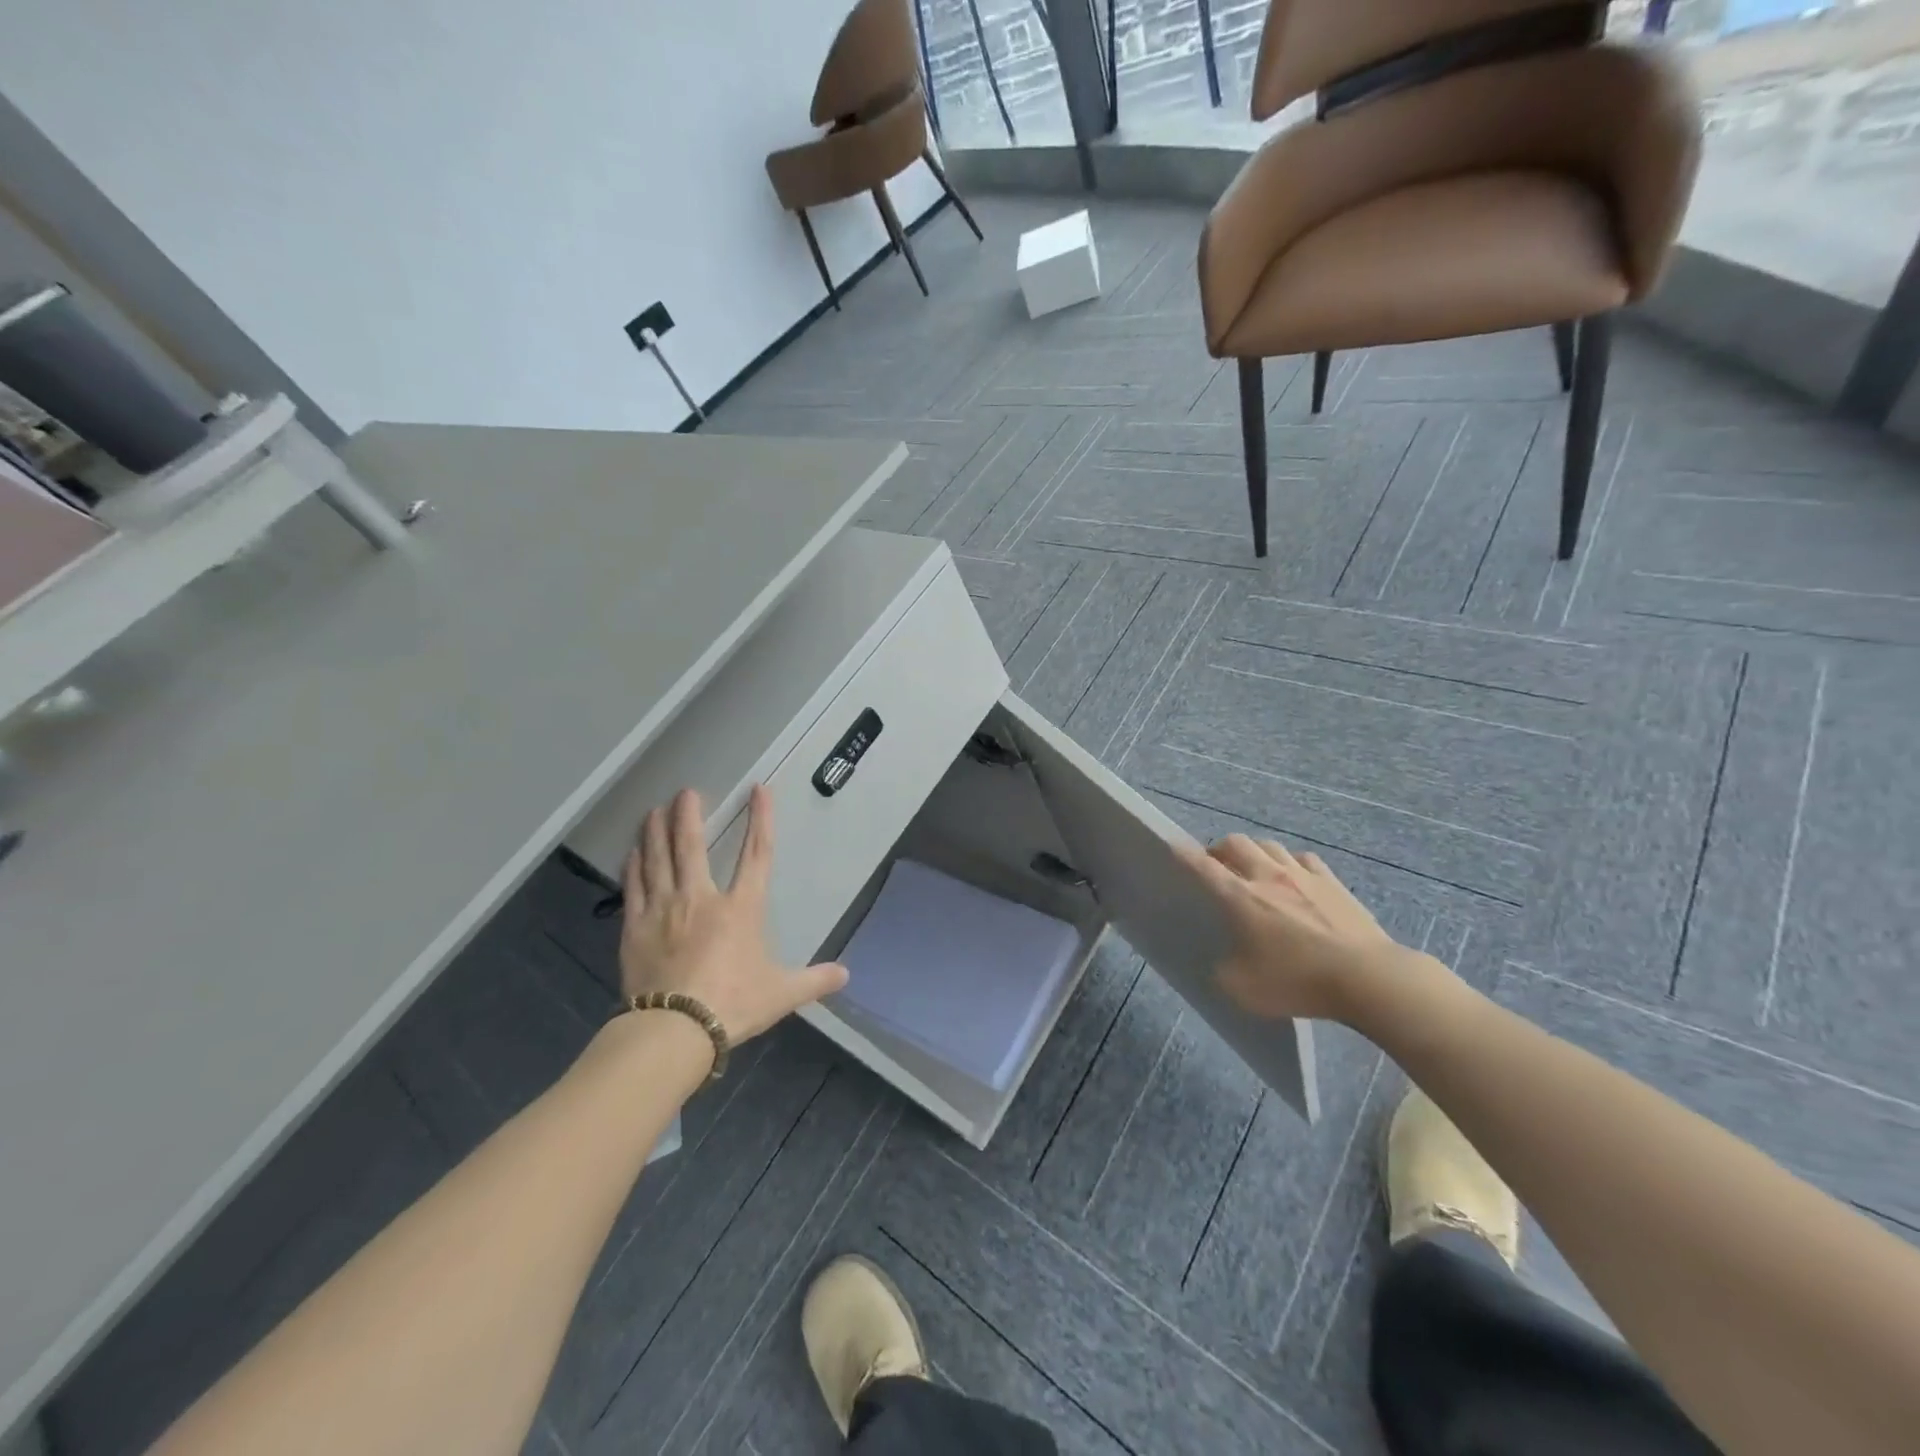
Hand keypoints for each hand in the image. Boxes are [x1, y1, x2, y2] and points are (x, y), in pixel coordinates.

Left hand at [620, 785, 848, 1044]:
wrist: (674, 1029)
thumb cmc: (732, 1004)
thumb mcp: (781, 994)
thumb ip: (814, 980)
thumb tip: (846, 974)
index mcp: (741, 908)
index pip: (757, 854)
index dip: (761, 820)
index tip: (759, 790)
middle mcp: (701, 898)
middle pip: (692, 846)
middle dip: (689, 814)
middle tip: (686, 792)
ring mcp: (663, 909)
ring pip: (658, 859)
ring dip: (656, 831)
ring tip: (654, 809)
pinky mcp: (635, 927)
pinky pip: (633, 886)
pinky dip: (633, 865)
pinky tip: (632, 851)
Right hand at [1175, 834, 1412, 1022]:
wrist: (1368, 977)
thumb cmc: (1300, 982)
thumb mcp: (1246, 990)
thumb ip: (1226, 972)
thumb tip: (1224, 963)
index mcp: (1240, 898)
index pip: (1203, 867)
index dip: (1183, 854)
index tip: (1172, 845)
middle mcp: (1267, 876)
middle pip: (1236, 843)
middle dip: (1219, 849)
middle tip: (1216, 864)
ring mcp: (1303, 875)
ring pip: (1269, 845)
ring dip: (1254, 851)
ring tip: (1253, 867)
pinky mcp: (1332, 882)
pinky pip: (1302, 858)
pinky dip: (1289, 862)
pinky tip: (1294, 876)